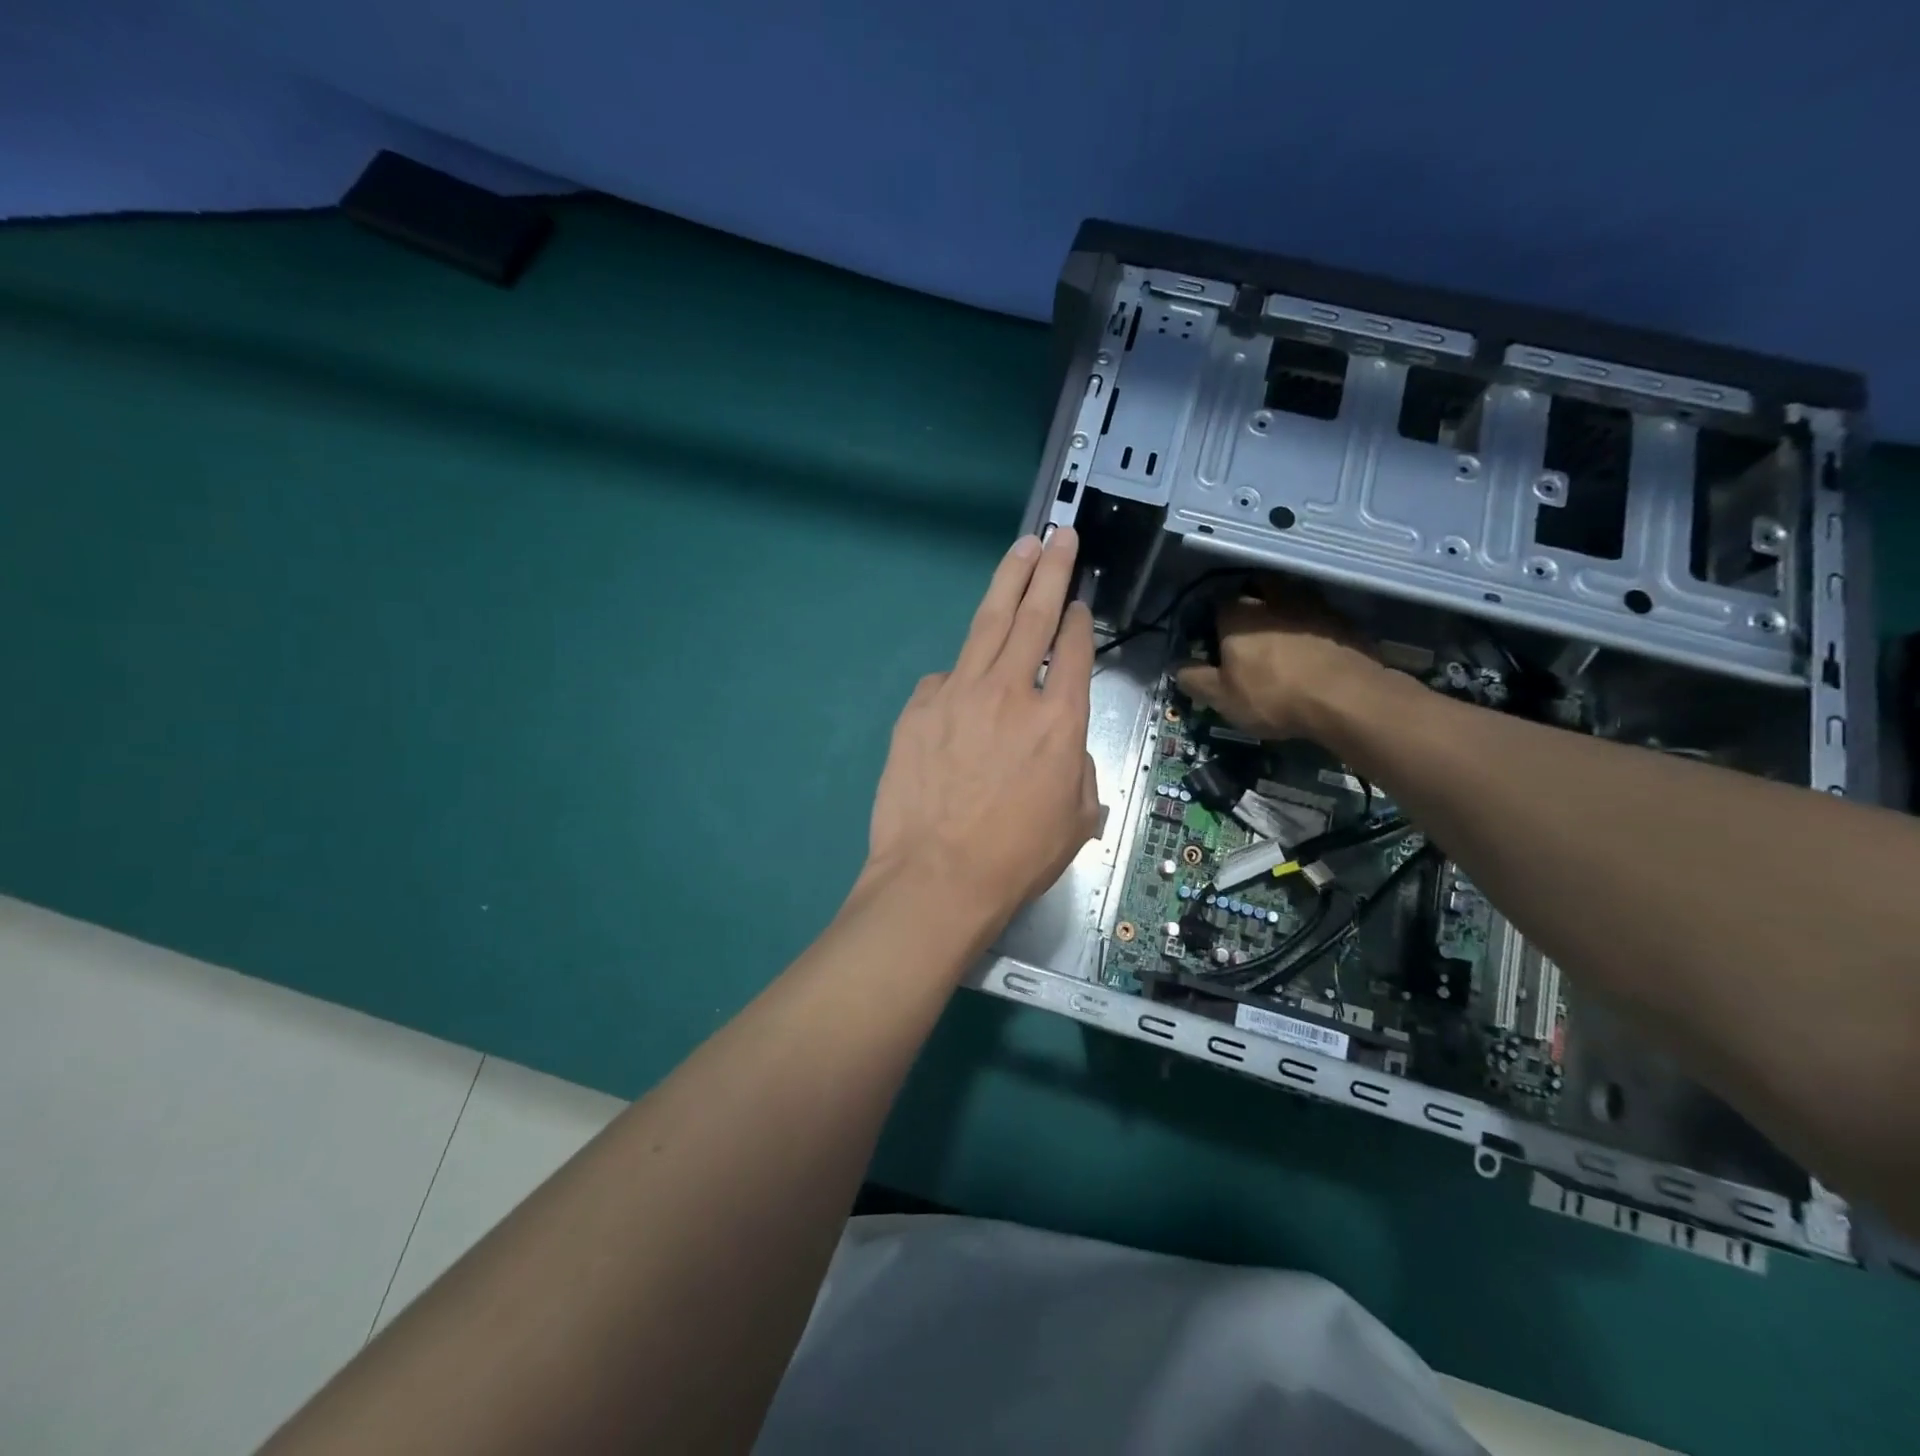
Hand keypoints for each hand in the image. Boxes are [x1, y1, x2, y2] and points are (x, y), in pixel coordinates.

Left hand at [863, 528, 1100, 927]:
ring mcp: (960, 693)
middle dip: (1051, 570)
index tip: (1077, 602)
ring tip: (1022, 549)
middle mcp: (1013, 692)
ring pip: (988, 624)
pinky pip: (945, 678)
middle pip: (1035, 616)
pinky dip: (960, 674)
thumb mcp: (1077, 819)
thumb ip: (1076, 767)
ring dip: (1008, 582)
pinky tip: (963, 683)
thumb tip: (1059, 744)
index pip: (1075, 650)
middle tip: (1060, 536)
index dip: (1078, 619)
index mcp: (1060, 720)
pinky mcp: (919, 707)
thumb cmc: (1016, 858)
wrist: (937, 877)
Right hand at [1176, 576, 1385, 740]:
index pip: (1217, 601)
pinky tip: (1312, 646)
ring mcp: (1313, 606)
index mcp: (1238, 615)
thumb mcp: (1221, 697)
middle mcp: (1274, 599)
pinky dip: (1312, 625)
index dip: (1212, 616)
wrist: (1346, 698)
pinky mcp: (1344, 620)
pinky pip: (1319, 615)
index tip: (1211, 635)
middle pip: (1257, 588)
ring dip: (1284, 609)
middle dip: (1251, 601)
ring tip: (1281, 633)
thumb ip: (1194, 679)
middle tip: (1248, 627)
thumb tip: (1176, 667)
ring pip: (1292, 597)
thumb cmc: (1273, 695)